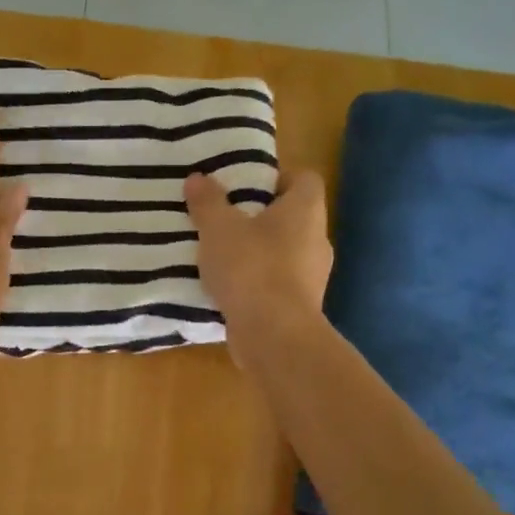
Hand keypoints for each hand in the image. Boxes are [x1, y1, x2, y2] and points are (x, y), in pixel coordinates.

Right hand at [184, 170, 332, 362]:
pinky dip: (256, 281)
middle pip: (291, 215)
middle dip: (258, 216)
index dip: (276, 177)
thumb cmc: (251, 268)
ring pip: (282, 251)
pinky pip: (276, 282)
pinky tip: (228, 286)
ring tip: (220, 252)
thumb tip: (198, 178)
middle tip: (224, 216)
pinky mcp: (301, 305)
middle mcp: (317, 239)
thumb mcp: (218, 228)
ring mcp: (312, 275)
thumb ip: (207, 201)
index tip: (244, 185)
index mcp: (305, 210)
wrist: (275, 336)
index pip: (304, 178)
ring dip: (256, 250)